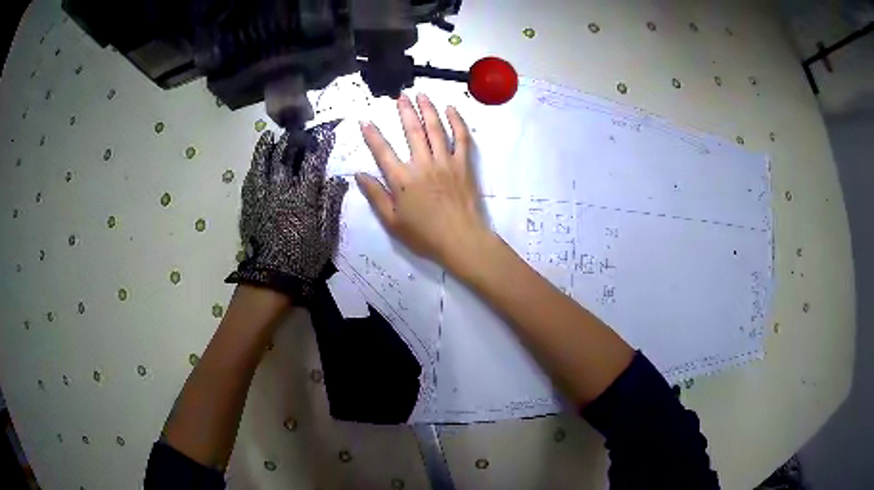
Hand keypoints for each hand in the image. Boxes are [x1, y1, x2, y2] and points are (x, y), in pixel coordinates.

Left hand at [227, 123, 348, 299]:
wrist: (272, 277)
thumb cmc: (303, 258)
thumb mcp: (326, 235)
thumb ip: (331, 204)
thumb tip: (338, 179)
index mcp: (302, 197)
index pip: (313, 163)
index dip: (321, 146)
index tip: (327, 134)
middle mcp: (280, 190)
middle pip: (285, 157)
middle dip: (292, 141)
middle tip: (297, 132)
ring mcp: (262, 196)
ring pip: (263, 164)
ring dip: (267, 148)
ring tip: (269, 136)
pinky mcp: (249, 205)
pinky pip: (250, 180)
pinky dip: (254, 167)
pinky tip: (256, 161)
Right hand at [356, 93, 489, 271]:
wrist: (461, 240)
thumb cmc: (425, 235)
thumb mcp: (392, 222)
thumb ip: (376, 196)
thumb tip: (359, 175)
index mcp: (402, 179)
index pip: (383, 152)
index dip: (372, 135)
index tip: (365, 120)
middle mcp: (423, 164)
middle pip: (413, 131)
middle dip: (405, 111)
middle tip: (400, 95)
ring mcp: (445, 161)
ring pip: (436, 129)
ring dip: (427, 109)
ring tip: (421, 94)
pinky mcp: (464, 164)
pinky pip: (461, 138)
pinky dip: (456, 121)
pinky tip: (451, 109)